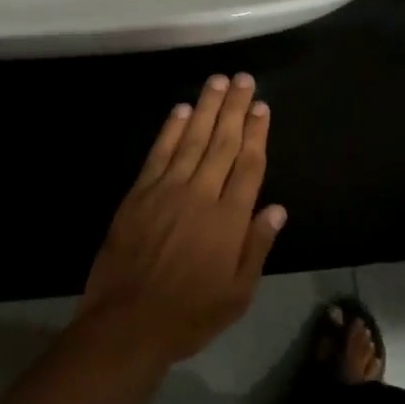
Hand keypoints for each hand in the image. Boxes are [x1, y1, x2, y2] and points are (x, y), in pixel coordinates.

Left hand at [79, 74, 285, 365]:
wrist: (127, 323)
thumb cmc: (189, 314)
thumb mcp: (237, 295)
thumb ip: (257, 247)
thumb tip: (277, 208)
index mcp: (229, 219)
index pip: (249, 165)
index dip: (257, 134)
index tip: (262, 107)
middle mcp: (201, 194)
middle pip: (223, 143)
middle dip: (235, 109)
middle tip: (244, 80)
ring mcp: (168, 190)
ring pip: (192, 139)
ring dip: (207, 108)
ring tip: (218, 82)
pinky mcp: (140, 193)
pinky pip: (159, 153)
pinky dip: (170, 129)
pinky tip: (181, 109)